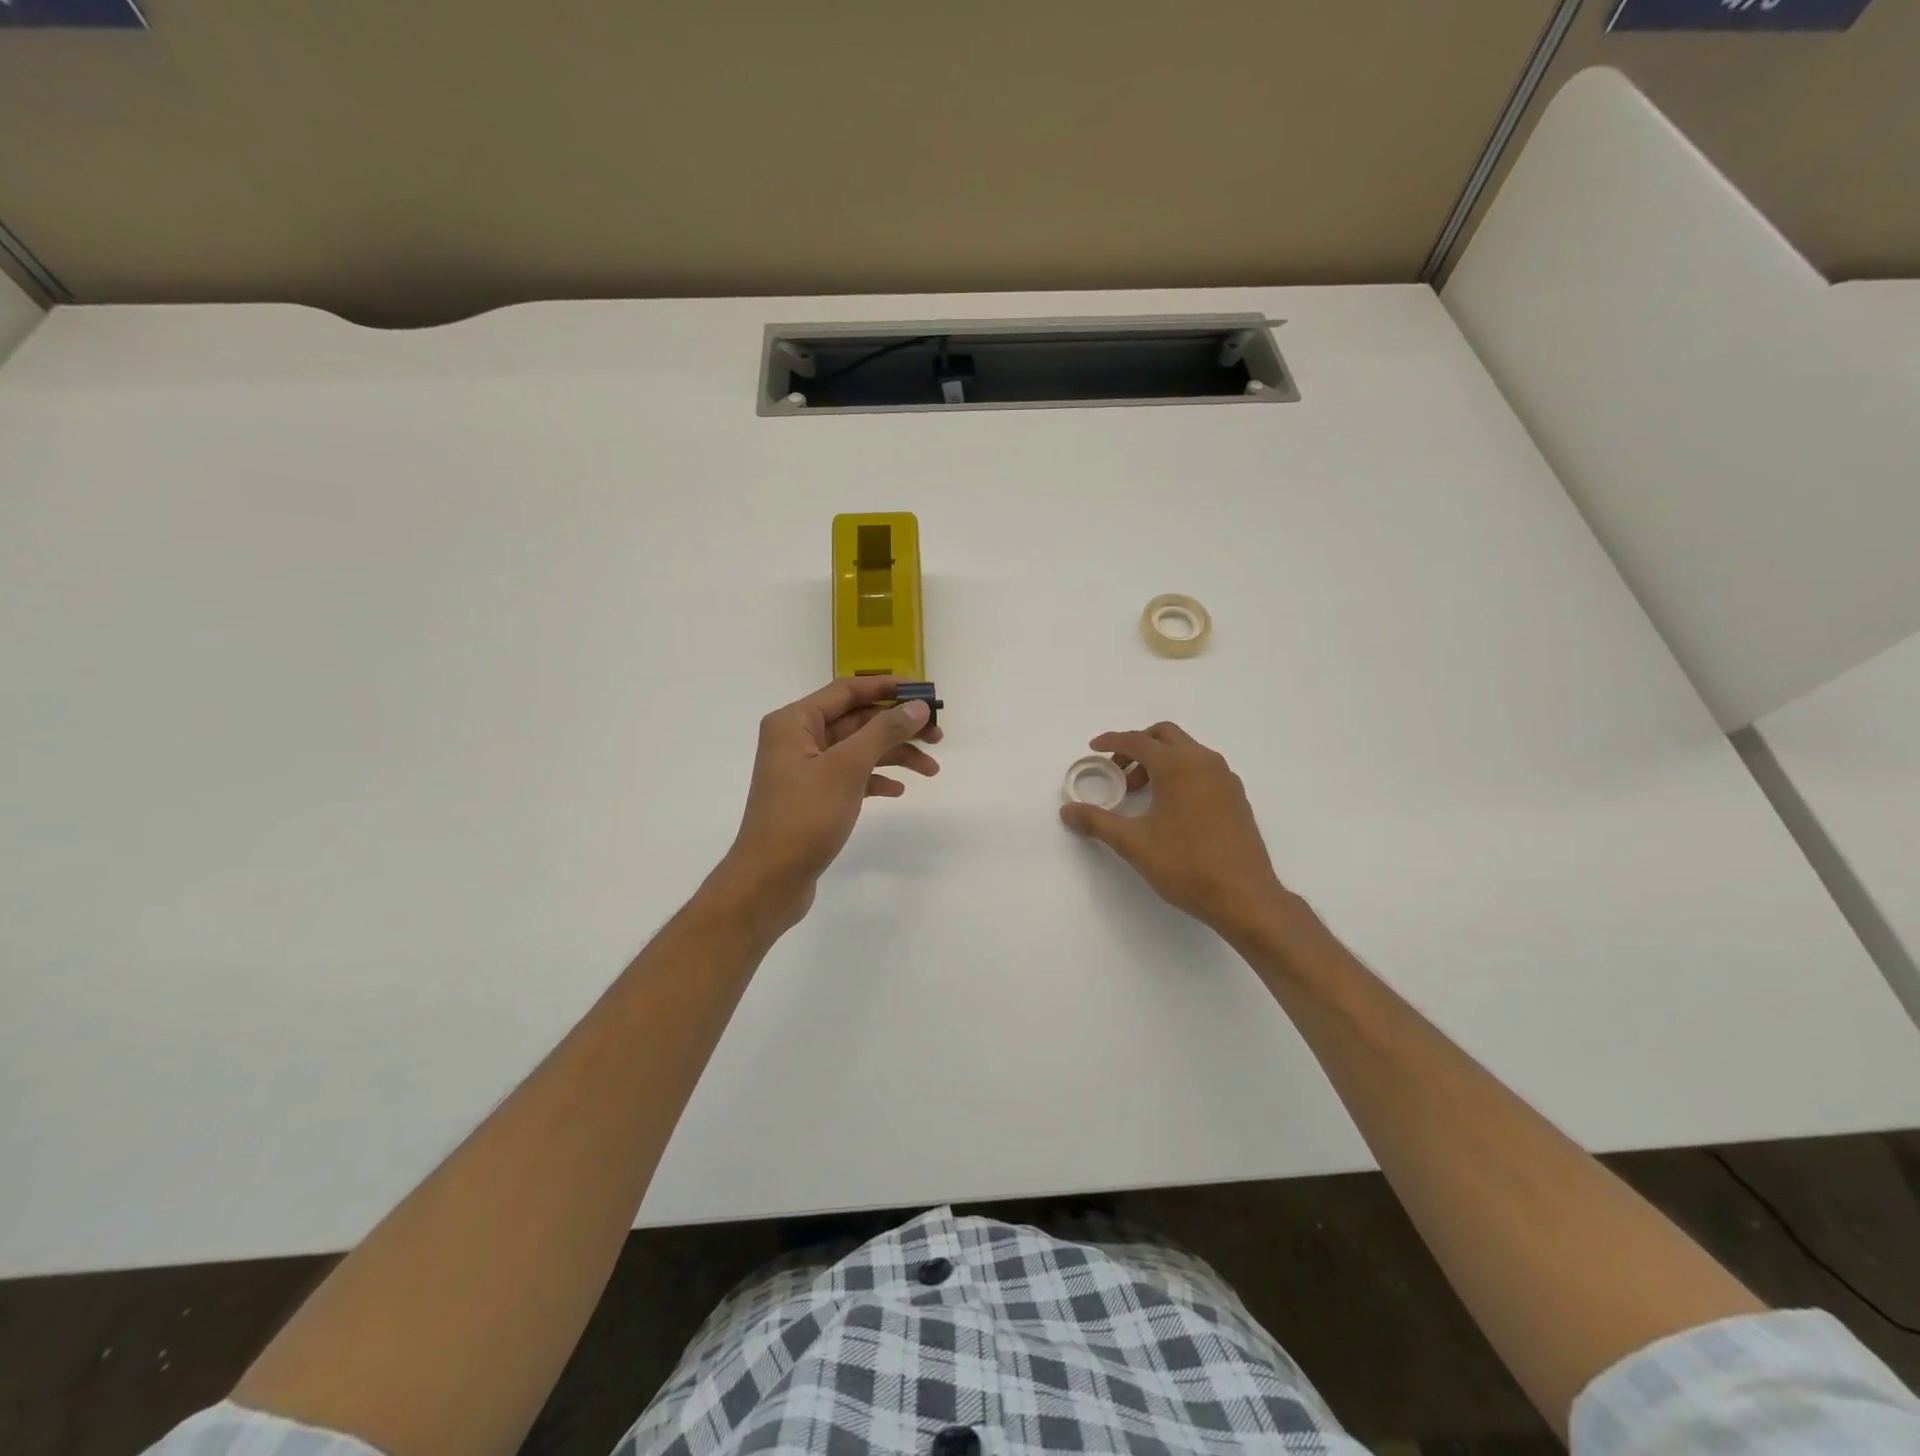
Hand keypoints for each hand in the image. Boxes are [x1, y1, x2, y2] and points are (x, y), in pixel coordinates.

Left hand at [713, 677, 940, 933]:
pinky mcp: (814, 798)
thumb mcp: (846, 768)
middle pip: (856, 719)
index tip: (924, 693)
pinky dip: (876, 779)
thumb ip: (883, 732)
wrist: (769, 881)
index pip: (847, 690)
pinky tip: (898, 790)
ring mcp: (805, 770)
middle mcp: (797, 739)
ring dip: (894, 755)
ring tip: (931, 769)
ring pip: (858, 750)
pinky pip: (851, 777)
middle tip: (938, 735)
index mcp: (795, 722)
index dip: (887, 688)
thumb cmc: (804, 817)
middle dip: (897, 726)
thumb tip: (917, 707)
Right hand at [1059, 722, 1290, 935]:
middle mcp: (1204, 762)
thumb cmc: (1186, 865)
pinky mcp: (1236, 797)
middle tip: (1117, 771)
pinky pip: (1202, 769)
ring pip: (1186, 751)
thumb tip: (1067, 810)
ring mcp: (1225, 778)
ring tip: (1139, 793)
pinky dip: (1179, 773)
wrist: (1244, 896)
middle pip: (1165, 736)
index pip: (1138, 741)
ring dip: (1159, 761)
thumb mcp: (1134, 843)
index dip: (1112, 742)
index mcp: (1179, 766)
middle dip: (1137, 746)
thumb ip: (1097, 821)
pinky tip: (1169, 807)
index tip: (1093, 748)